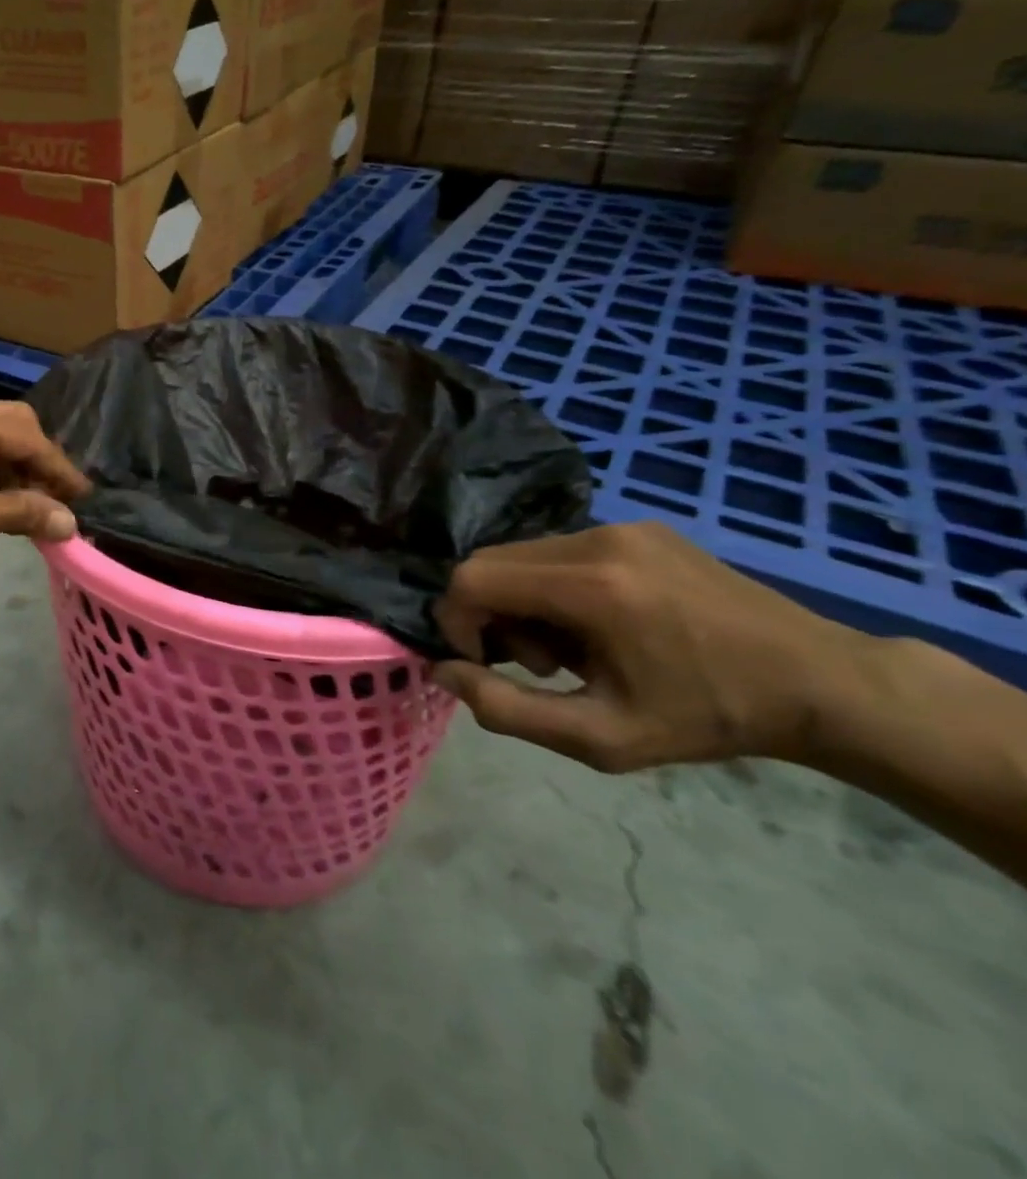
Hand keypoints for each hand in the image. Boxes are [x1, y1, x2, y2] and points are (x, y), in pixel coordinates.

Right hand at [433, 523, 880, 772]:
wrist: (822, 683)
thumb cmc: (708, 718)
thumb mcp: (601, 738)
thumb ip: (506, 709)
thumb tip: (442, 671)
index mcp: (590, 586)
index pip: (471, 579)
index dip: (457, 622)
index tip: (488, 664)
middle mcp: (596, 539)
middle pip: (490, 562)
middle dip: (490, 613)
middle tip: (538, 663)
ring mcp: (620, 526)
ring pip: (521, 554)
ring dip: (522, 601)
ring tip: (574, 647)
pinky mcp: (638, 526)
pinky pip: (559, 550)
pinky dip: (553, 586)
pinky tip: (601, 624)